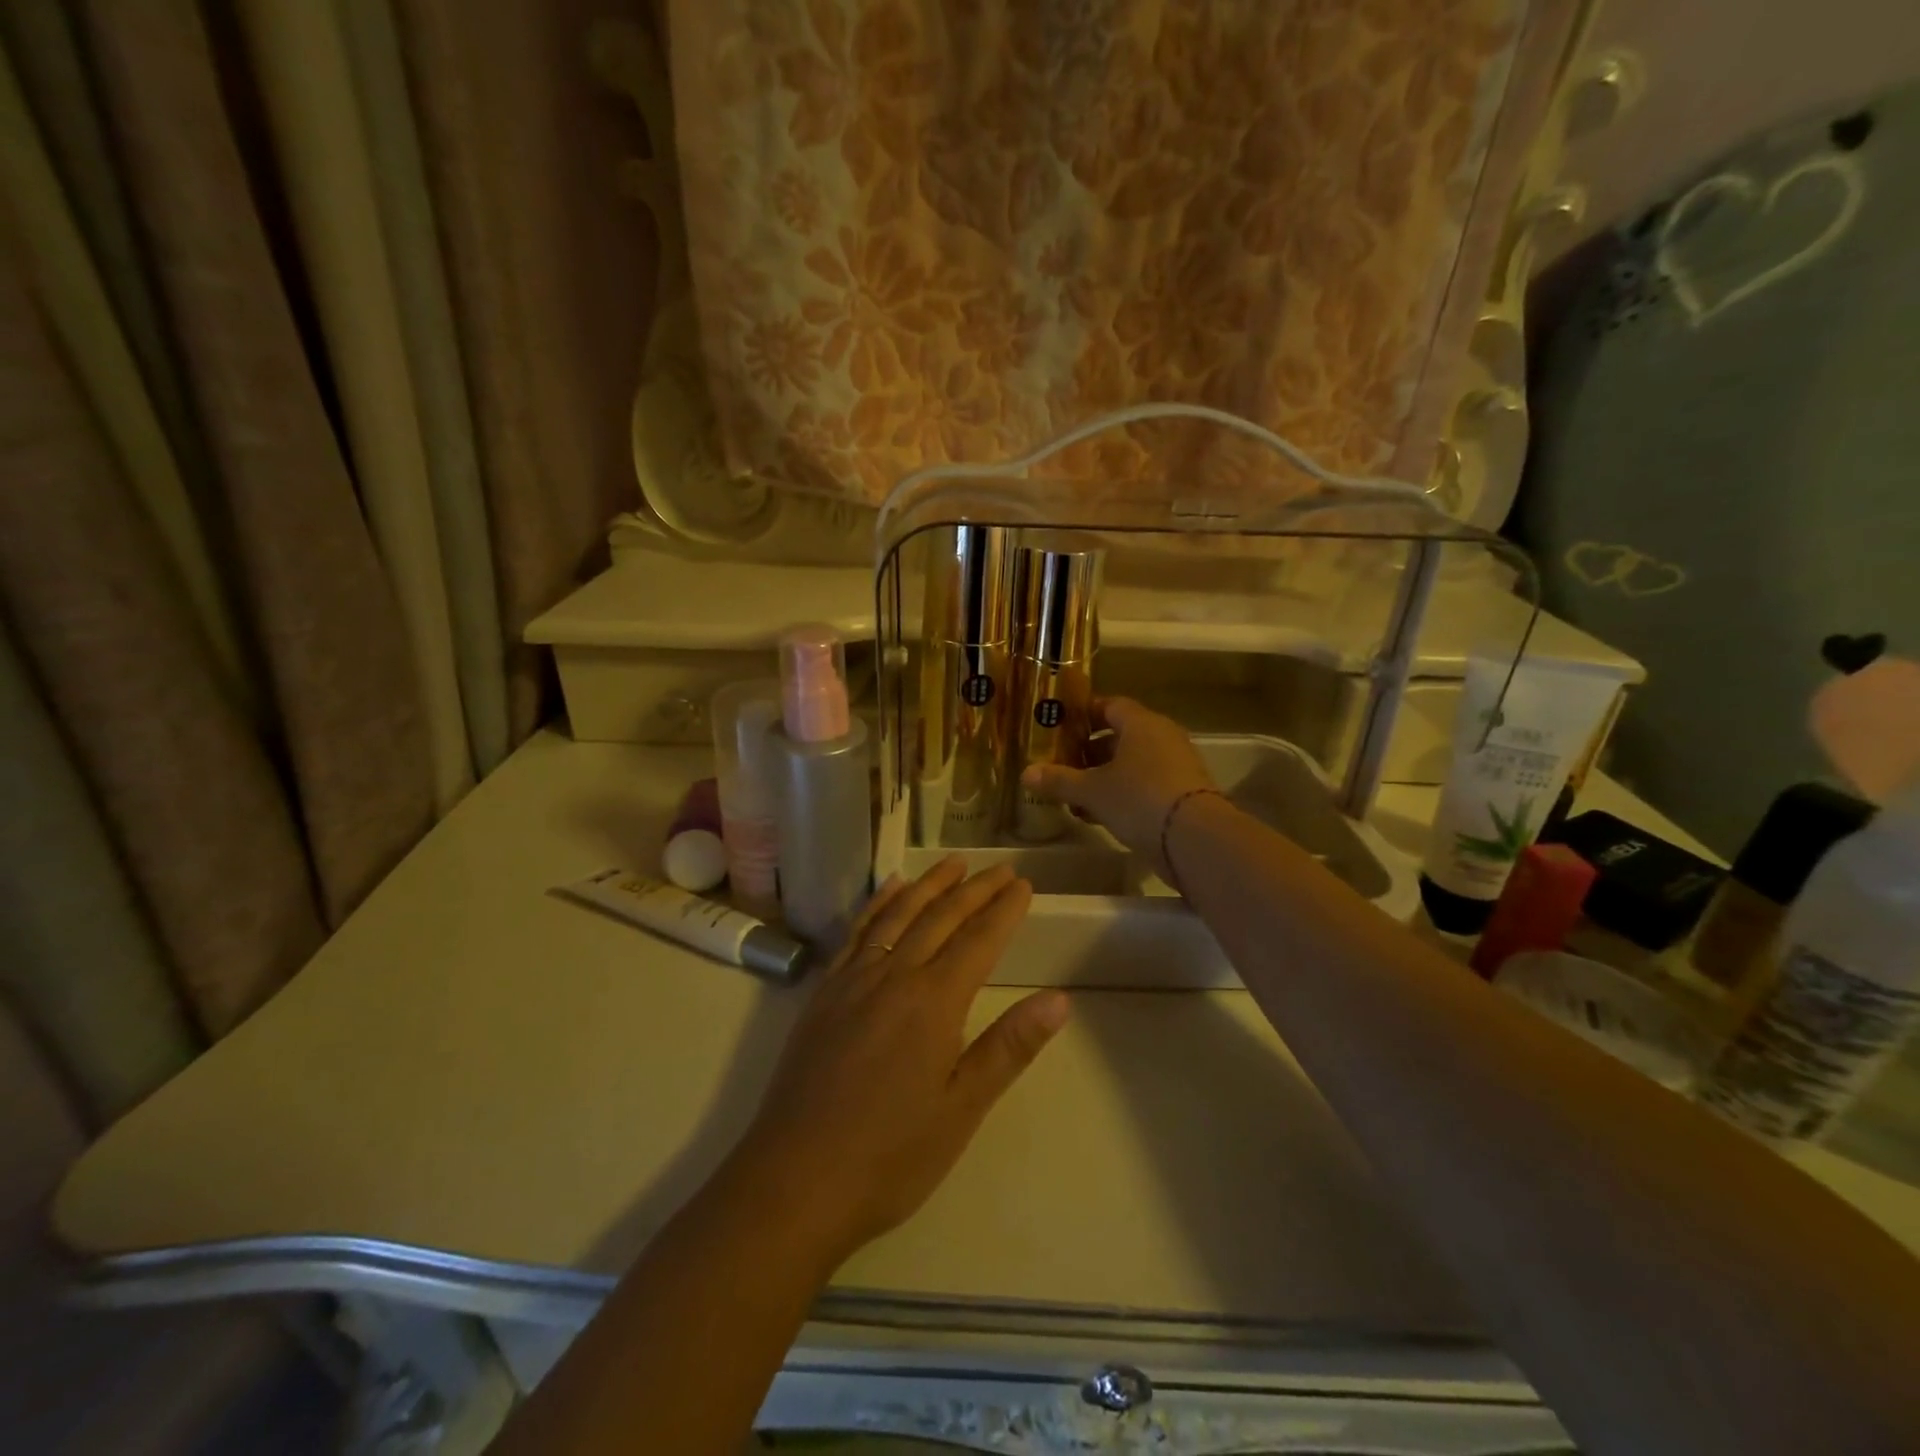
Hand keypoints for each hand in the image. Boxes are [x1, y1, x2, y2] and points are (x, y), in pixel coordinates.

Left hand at [738, 858, 1069, 1267]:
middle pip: (941, 918)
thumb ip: (1009, 1048)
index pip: (978, 940)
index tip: (1024, 885)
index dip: (1004, 910)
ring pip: (898, 915)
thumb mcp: (962, 1109)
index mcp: (933, 1002)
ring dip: (929, 885)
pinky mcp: (824, 992)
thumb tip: (1059, 999)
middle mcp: (893, 976)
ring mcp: (852, 980)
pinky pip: (856, 932)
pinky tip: (890, 890)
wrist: (793, 1181)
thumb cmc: (890, 1156)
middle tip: (1001, 869)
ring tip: (954, 864)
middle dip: (975, 889)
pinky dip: (878, 904)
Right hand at [1021, 697, 1215, 874]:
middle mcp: (1162, 737)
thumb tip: (1026, 773)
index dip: (1085, 714)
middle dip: (1091, 750)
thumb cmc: (1139, 798)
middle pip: (1121, 735)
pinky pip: (1146, 784)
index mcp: (1141, 723)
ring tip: (1077, 795)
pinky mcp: (1184, 793)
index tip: (1062, 726)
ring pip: (1133, 763)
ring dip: (1105, 776)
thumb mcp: (1092, 790)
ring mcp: (1177, 765)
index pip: (1110, 705)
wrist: (1195, 838)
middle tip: (1064, 764)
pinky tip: (1100, 815)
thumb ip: (1060, 780)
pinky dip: (1123, 793)